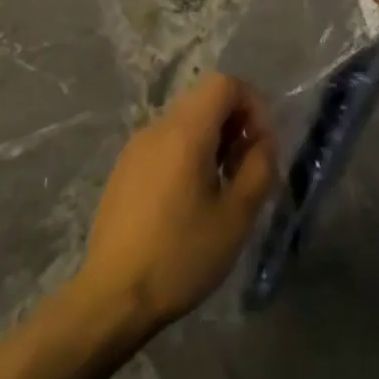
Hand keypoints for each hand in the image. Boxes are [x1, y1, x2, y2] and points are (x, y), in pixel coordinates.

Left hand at [73, 71, 276, 336]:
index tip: (263, 145)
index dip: (253, 103)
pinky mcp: (124, 168)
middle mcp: (157, 127)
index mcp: (185, 131)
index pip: (224, 83)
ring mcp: (136, 146)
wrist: (114, 294)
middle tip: (248, 168)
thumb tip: (264, 142)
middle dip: (235, 123)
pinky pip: (165, 142)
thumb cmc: (181, 255)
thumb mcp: (235, 217)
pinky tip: (191, 199)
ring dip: (213, 140)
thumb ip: (259, 169)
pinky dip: (188, 153)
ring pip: (184, 121)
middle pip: (204, 99)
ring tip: (223, 187)